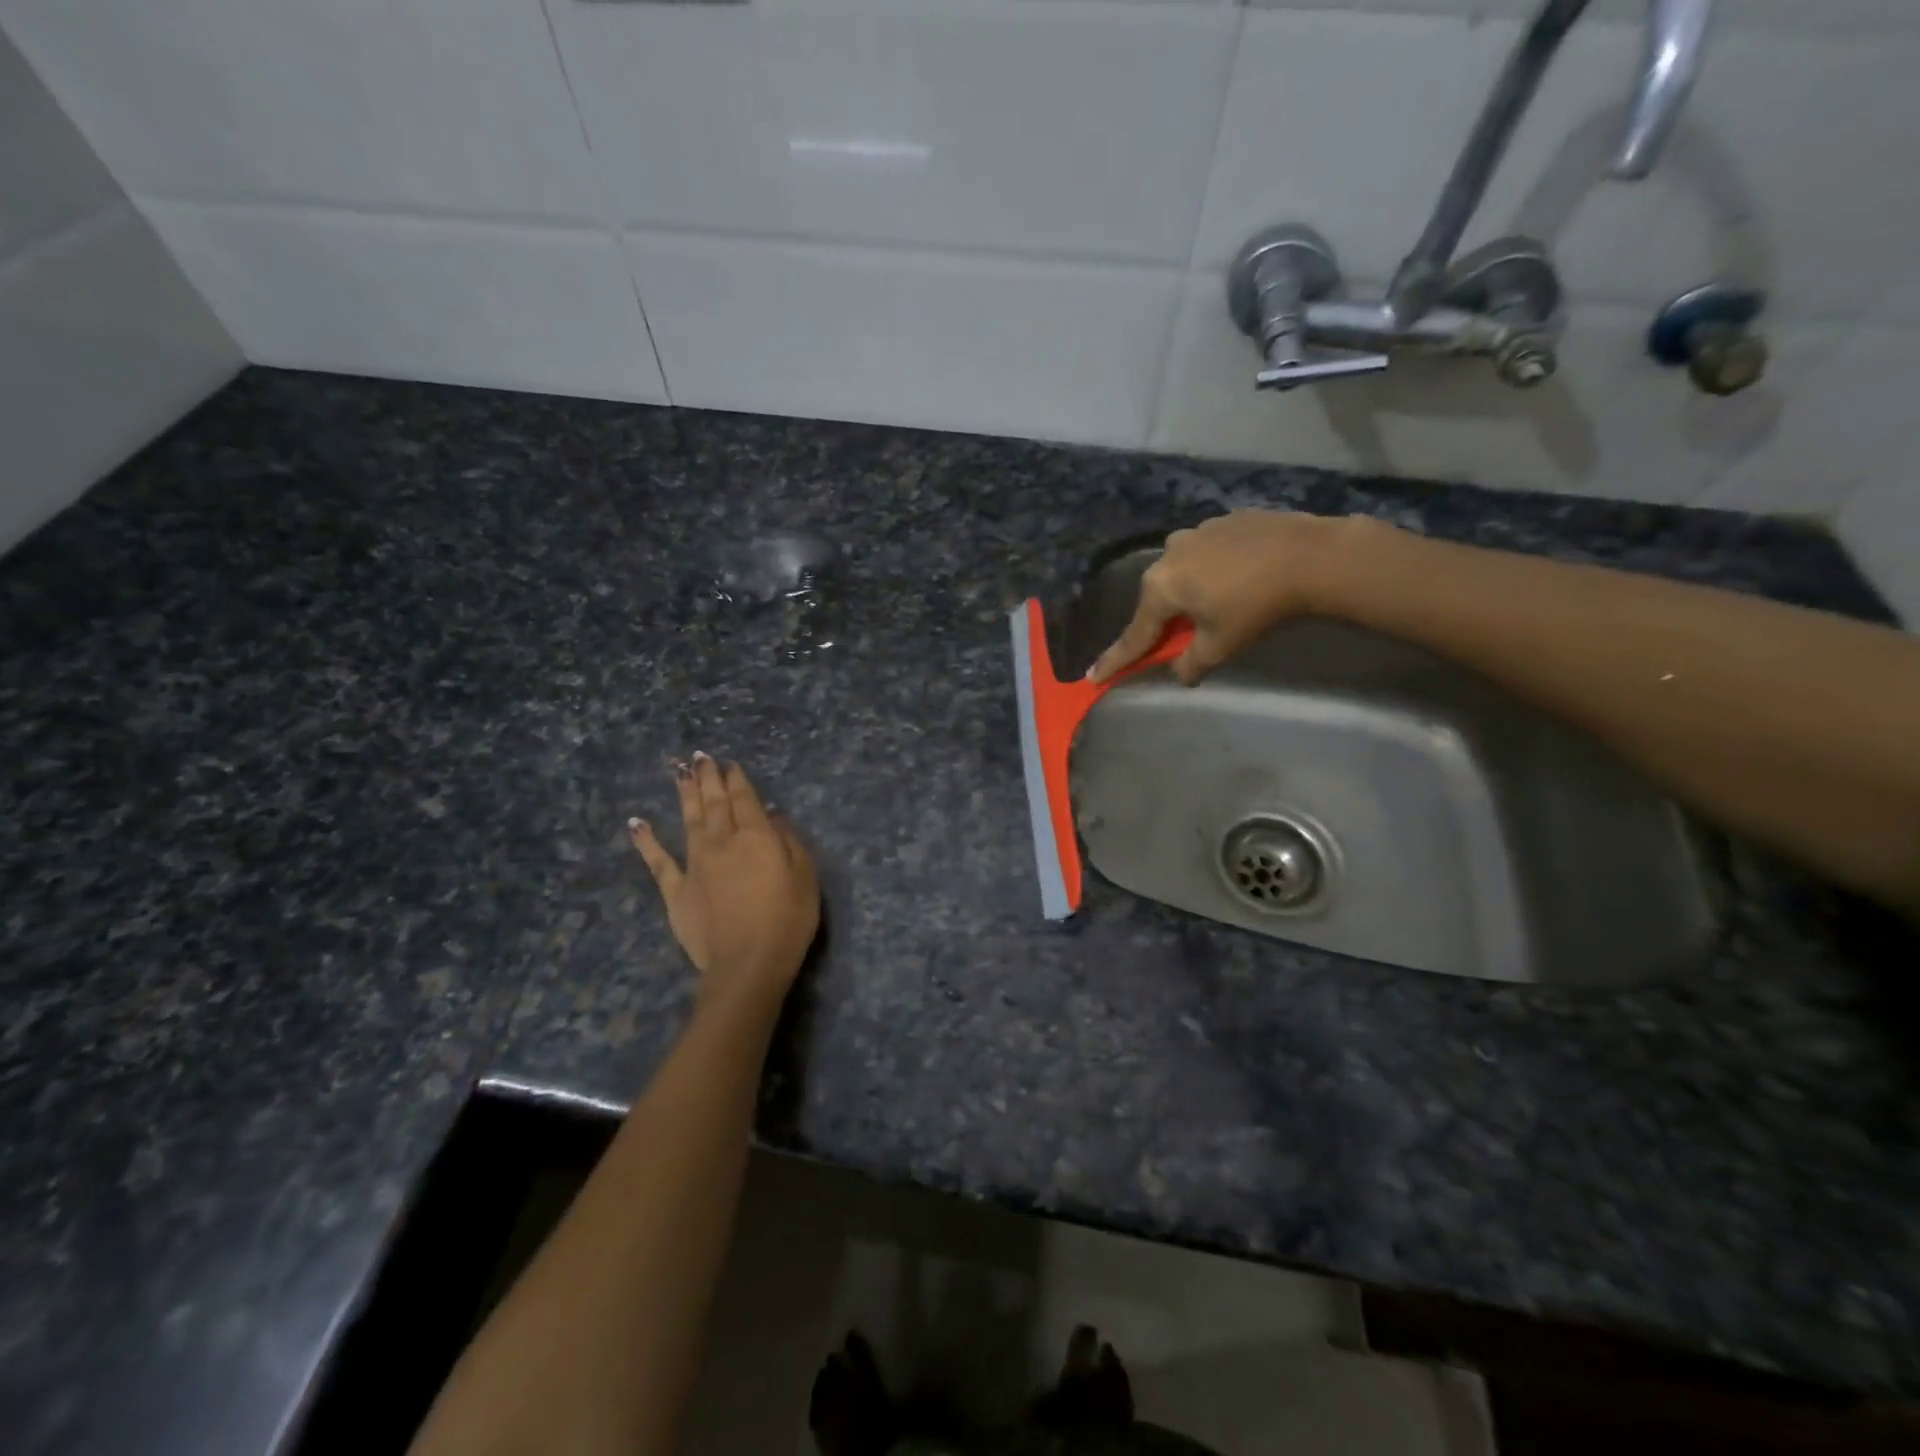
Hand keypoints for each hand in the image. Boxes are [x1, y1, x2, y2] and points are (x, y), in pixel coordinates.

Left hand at [630, 754, 819, 1014]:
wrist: (747, 964)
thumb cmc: (787, 920)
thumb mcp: (805, 877)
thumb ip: (790, 842)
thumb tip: (772, 816)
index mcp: (756, 836)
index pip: (745, 799)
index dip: (737, 780)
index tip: (729, 764)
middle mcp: (722, 842)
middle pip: (714, 803)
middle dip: (708, 778)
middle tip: (701, 757)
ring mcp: (695, 864)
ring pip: (688, 820)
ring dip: (684, 794)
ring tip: (679, 772)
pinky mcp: (676, 890)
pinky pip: (658, 861)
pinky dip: (646, 840)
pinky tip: (636, 823)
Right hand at [1089, 510, 1369, 685]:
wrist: (1311, 557)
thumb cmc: (1256, 607)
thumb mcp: (1220, 646)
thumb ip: (1191, 663)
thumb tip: (1179, 673)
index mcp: (1161, 588)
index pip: (1135, 635)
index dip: (1116, 661)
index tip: (1093, 677)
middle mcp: (1168, 555)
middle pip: (1158, 599)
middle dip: (1164, 620)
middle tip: (1177, 638)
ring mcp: (1196, 531)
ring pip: (1183, 571)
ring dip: (1191, 590)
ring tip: (1220, 603)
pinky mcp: (1224, 520)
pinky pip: (1207, 552)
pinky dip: (1214, 568)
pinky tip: (1240, 576)